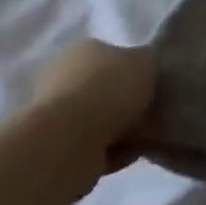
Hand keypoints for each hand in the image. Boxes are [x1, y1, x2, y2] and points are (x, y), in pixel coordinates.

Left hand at [25, 39, 155, 194]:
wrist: (69, 142)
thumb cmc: (109, 89)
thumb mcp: (146, 61)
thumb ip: (149, 62)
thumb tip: (147, 70)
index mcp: (83, 49)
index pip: (111, 55)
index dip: (133, 70)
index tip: (151, 85)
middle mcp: (63, 77)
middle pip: (103, 89)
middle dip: (125, 103)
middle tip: (149, 112)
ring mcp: (55, 116)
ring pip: (98, 121)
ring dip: (119, 131)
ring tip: (143, 137)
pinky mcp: (55, 151)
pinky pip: (93, 149)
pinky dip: (111, 153)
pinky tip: (127, 155)